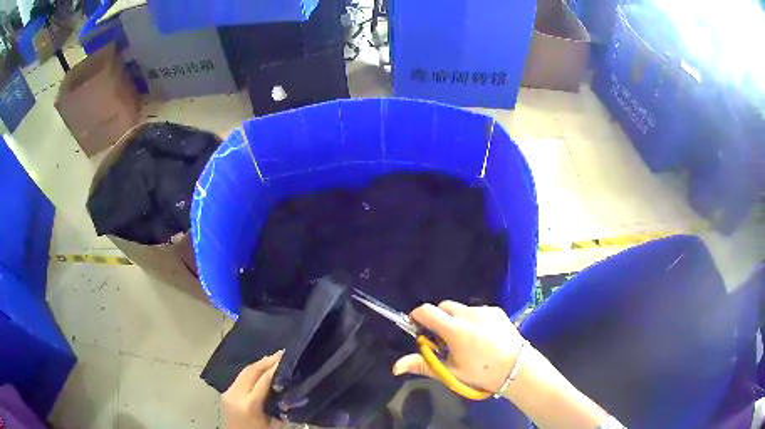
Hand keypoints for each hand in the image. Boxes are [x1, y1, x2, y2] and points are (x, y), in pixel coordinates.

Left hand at [222, 351, 283, 428]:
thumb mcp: (275, 424)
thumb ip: (282, 407)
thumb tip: (289, 389)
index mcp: (250, 405)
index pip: (263, 380)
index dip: (274, 367)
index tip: (286, 358)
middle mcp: (236, 395)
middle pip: (251, 371)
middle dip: (266, 361)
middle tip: (281, 353)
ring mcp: (228, 393)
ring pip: (244, 372)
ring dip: (259, 364)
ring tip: (273, 358)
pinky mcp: (225, 393)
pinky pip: (240, 378)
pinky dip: (251, 371)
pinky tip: (261, 369)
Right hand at [392, 302, 523, 392]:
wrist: (517, 368)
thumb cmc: (481, 373)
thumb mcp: (450, 372)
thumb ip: (422, 365)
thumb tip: (395, 367)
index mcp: (455, 330)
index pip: (426, 311)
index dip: (417, 317)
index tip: (418, 329)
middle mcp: (469, 314)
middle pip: (443, 307)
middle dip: (437, 319)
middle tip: (442, 340)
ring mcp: (484, 310)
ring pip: (460, 309)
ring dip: (455, 319)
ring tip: (465, 340)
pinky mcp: (496, 310)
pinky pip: (476, 311)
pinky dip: (472, 320)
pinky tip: (482, 337)